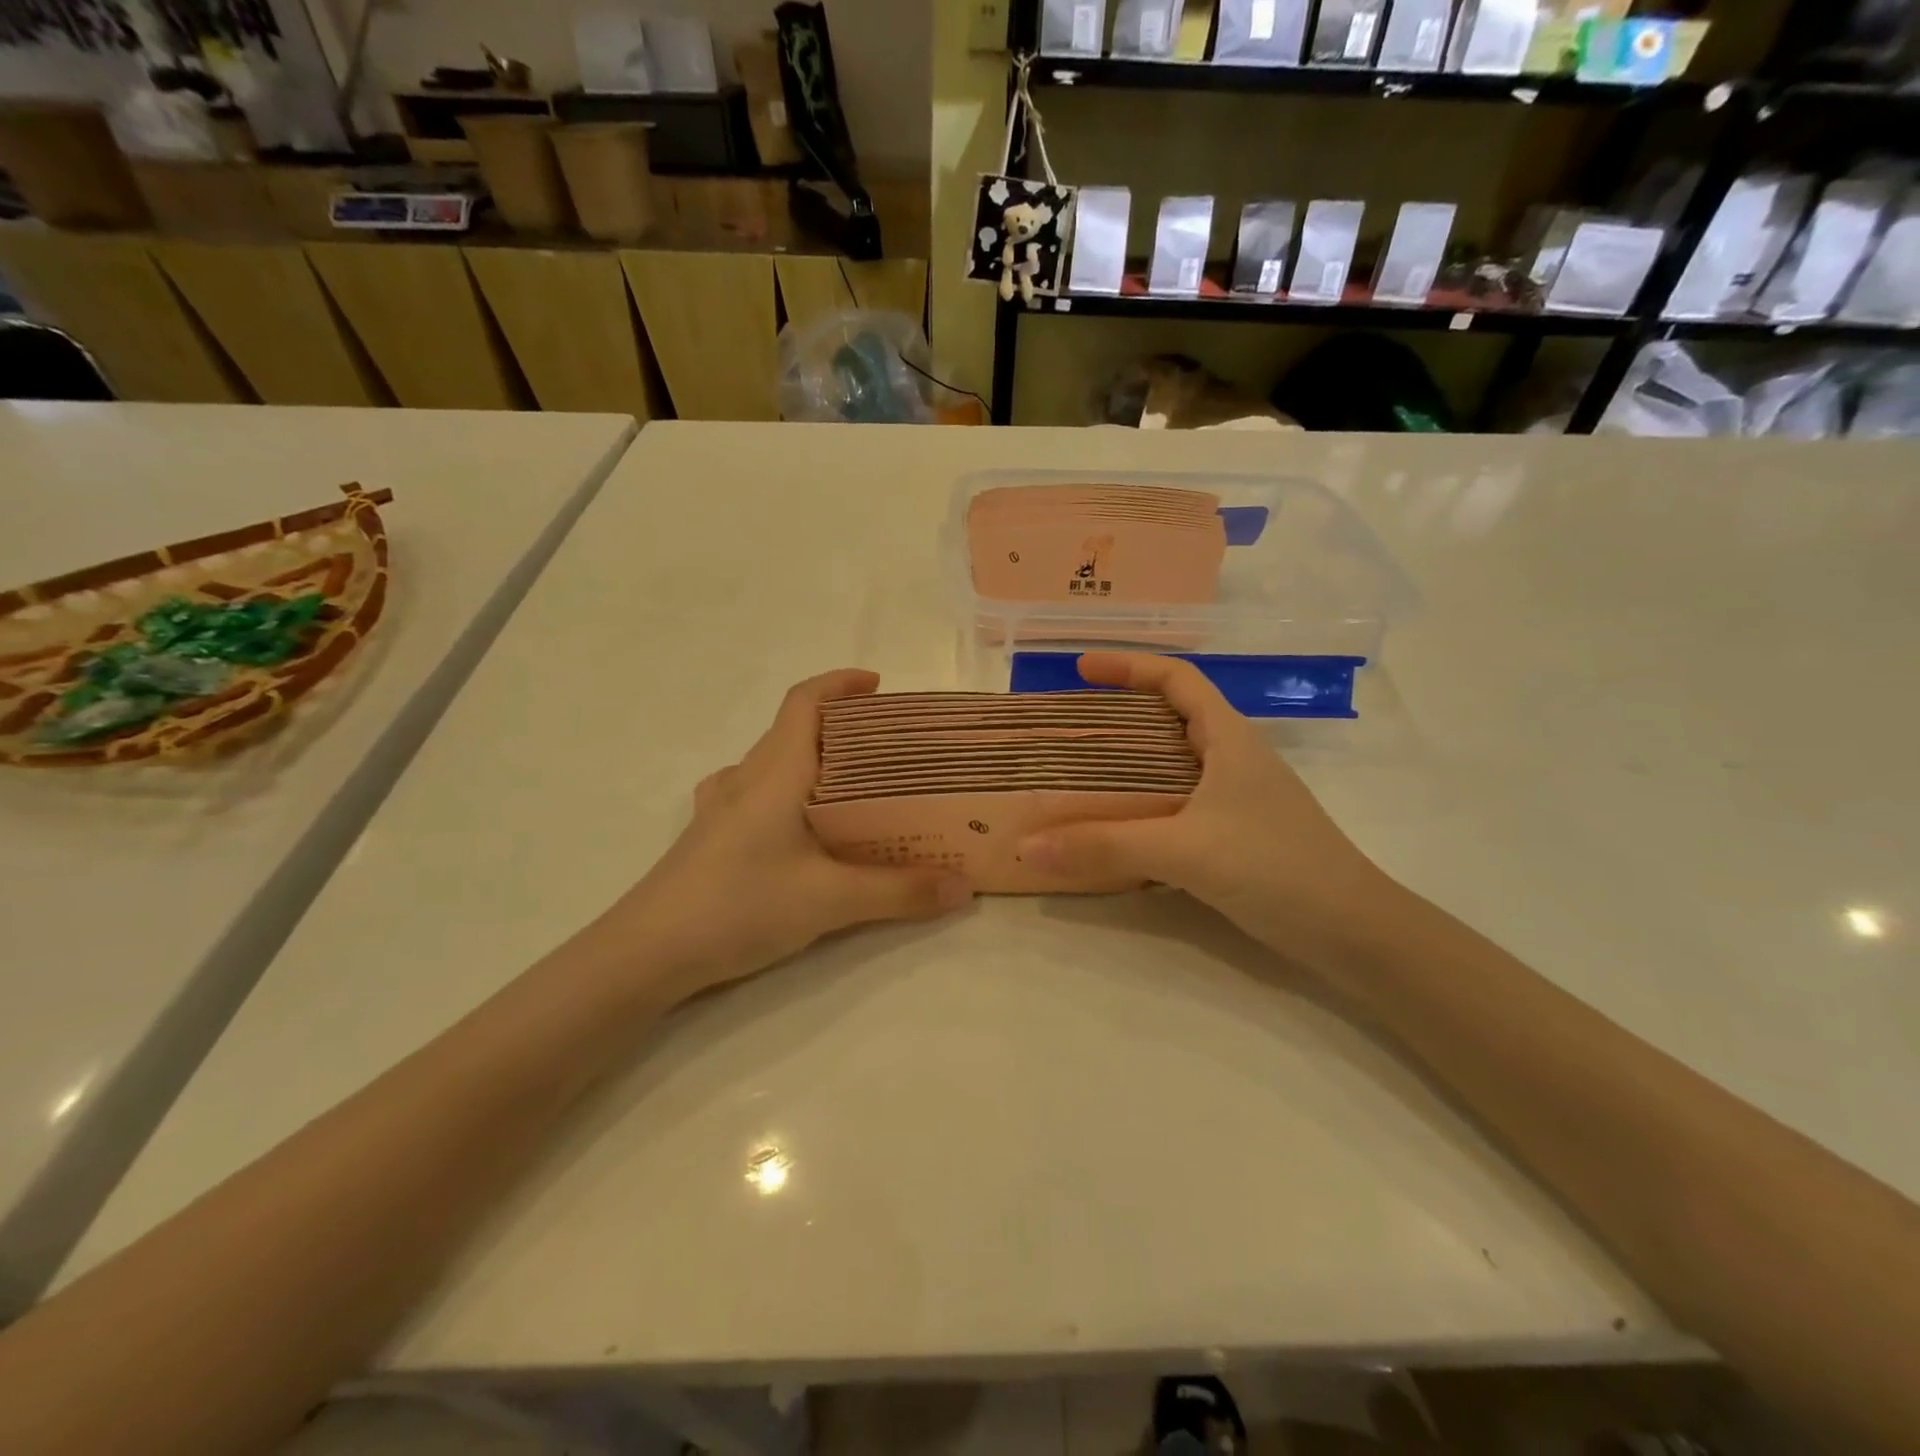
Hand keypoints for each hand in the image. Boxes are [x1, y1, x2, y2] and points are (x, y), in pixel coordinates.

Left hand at [586, 669, 973, 1005]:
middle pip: (794, 729)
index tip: (878, 685)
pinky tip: (795, 825)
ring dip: (811, 760)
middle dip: (842, 727)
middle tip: (889, 749)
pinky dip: (785, 792)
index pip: (804, 701)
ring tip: (851, 786)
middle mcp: (746, 778)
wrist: (647, 953)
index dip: (840, 683)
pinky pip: (755, 794)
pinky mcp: (711, 836)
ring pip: (773, 763)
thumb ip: (900, 893)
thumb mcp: (830, 901)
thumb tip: (965, 888)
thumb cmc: (740, 905)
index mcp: (775, 771)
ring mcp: (721, 807)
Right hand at [1019, 653, 1394, 971]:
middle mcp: (1233, 758)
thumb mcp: (1185, 850)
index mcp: (1228, 737)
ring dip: (1130, 762)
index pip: (1176, 679)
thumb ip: (1106, 846)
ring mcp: (1238, 797)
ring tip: (1081, 773)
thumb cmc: (1276, 867)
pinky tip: (1118, 827)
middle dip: (1120, 713)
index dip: (1128, 665)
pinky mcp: (1237, 833)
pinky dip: (1143, 803)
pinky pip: (1178, 802)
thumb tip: (1029, 846)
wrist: (1353, 931)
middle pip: (1170, 716)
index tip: (1081, 669)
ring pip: (1173, 762)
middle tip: (1071, 726)